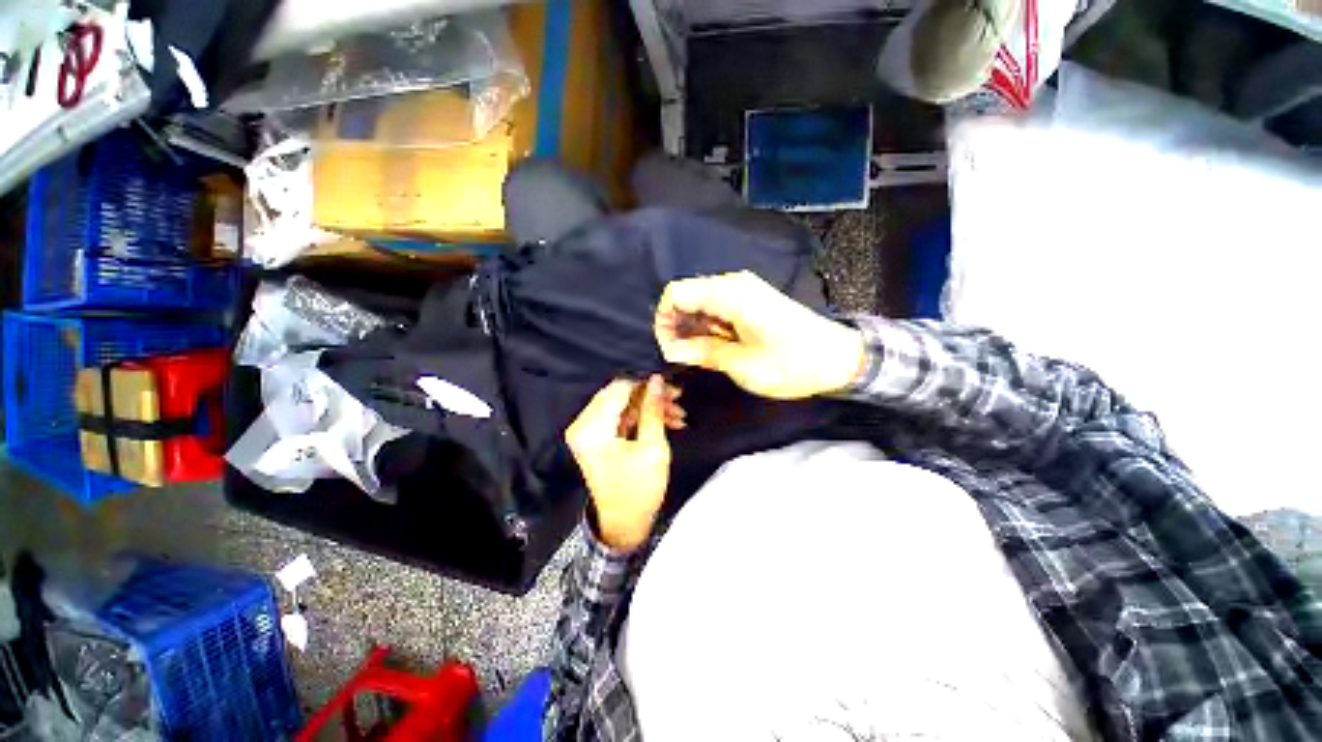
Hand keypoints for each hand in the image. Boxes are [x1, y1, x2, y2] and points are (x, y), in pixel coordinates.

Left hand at [566, 376, 681, 549]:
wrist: (624, 524)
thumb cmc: (639, 490)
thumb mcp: (653, 448)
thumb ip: (654, 410)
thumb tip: (657, 379)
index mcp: (592, 428)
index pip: (618, 388)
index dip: (645, 382)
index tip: (671, 384)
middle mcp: (583, 425)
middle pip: (619, 394)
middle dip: (651, 395)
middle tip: (678, 397)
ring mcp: (588, 431)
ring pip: (623, 405)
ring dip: (650, 407)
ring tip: (678, 414)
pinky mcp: (597, 437)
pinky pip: (621, 417)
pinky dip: (642, 417)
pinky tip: (667, 421)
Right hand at [655, 271, 866, 399]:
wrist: (839, 358)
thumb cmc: (791, 364)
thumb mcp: (742, 365)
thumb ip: (703, 353)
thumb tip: (670, 350)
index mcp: (729, 294)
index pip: (675, 293)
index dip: (664, 320)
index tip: (669, 348)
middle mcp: (733, 284)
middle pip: (686, 296)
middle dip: (677, 326)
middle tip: (683, 356)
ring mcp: (744, 290)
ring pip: (700, 302)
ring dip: (693, 328)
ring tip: (701, 355)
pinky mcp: (751, 300)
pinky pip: (716, 307)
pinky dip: (709, 326)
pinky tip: (717, 346)